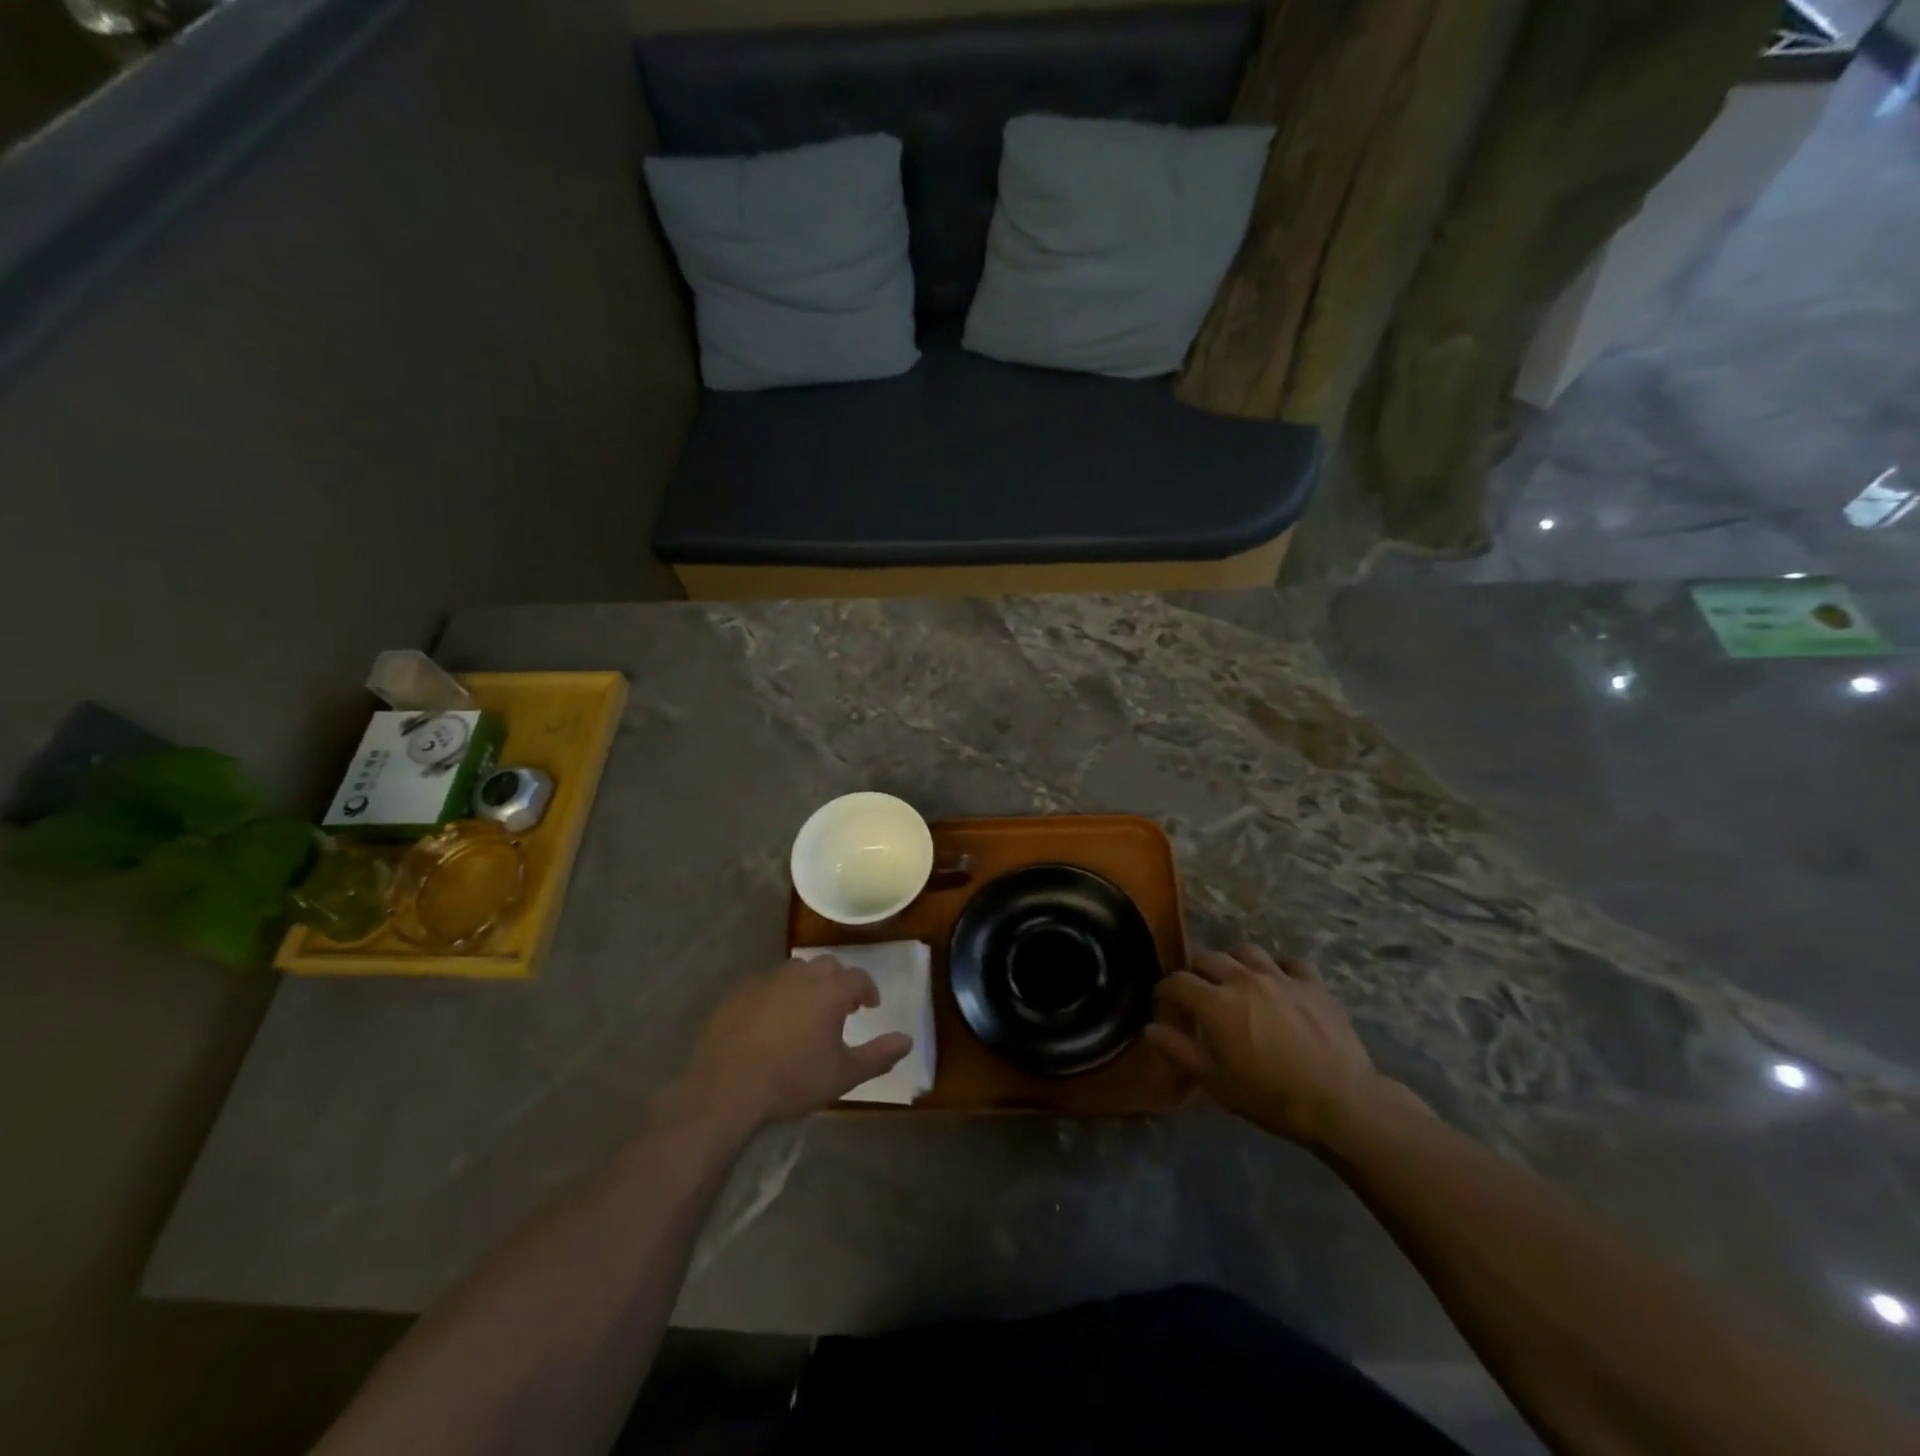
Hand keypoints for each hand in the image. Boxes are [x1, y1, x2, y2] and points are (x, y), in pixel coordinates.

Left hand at [684, 956, 911, 1126]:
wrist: (727, 1087)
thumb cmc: (793, 1080)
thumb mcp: (843, 1075)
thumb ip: (879, 1056)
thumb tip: (908, 1041)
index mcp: (830, 991)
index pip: (858, 978)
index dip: (868, 990)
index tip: (870, 1006)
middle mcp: (800, 975)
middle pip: (827, 965)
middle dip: (838, 981)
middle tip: (841, 1005)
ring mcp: (766, 980)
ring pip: (795, 970)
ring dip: (807, 983)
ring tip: (806, 1010)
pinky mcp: (738, 993)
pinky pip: (765, 984)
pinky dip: (776, 994)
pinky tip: (770, 1019)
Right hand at [1147, 945, 1420, 1149]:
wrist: (1339, 1102)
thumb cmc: (1270, 1096)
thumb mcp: (1215, 1082)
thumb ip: (1179, 1050)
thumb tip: (1150, 1028)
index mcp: (1215, 1003)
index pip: (1178, 981)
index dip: (1165, 990)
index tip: (1165, 1002)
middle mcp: (1243, 979)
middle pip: (1208, 958)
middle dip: (1196, 972)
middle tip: (1198, 992)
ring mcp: (1280, 977)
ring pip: (1246, 951)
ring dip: (1233, 962)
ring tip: (1235, 980)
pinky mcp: (1312, 983)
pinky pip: (1289, 962)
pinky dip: (1278, 968)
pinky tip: (1278, 982)